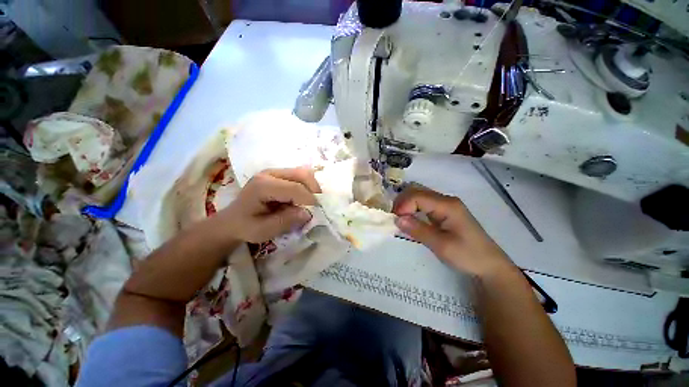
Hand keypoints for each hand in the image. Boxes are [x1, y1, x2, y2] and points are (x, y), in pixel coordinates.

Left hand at [215, 167, 321, 242]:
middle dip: (314, 190)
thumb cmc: (245, 227)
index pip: (294, 188)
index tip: (317, 213)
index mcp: (262, 185)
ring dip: (312, 187)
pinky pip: (300, 176)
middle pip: (302, 174)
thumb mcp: (263, 231)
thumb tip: (308, 213)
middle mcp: (270, 173)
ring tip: (312, 202)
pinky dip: (308, 186)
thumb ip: (286, 221)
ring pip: (303, 173)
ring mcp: (275, 172)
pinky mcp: (280, 174)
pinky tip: (305, 198)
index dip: (309, 200)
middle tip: (317, 206)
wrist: (233, 220)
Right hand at [393, 185, 513, 276]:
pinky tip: (409, 218)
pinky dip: (412, 208)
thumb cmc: (468, 255)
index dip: (403, 205)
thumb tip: (397, 219)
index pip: (417, 196)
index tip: (395, 220)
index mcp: (447, 205)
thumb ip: (418, 230)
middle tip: (394, 218)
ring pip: (418, 195)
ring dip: (406, 204)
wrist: (489, 265)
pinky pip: (423, 203)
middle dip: (402, 202)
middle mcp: (445, 200)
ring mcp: (445, 204)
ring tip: (399, 219)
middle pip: (417, 191)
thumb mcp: (441, 245)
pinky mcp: (443, 211)